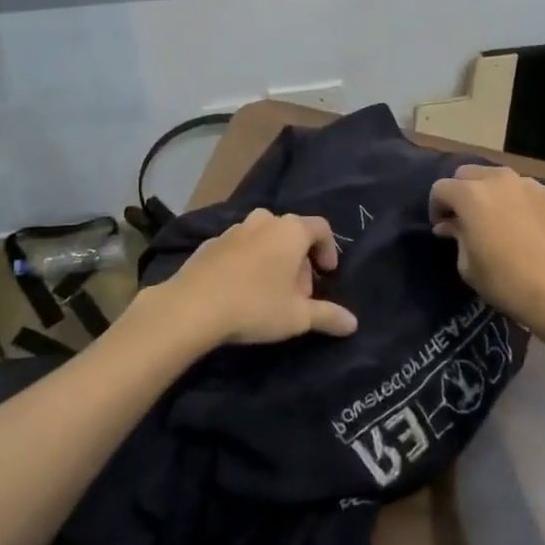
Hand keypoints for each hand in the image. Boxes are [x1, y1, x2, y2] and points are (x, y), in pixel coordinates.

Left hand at [158, 209, 358, 346]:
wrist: (191, 307)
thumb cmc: (255, 305)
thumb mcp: (298, 317)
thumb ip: (328, 316)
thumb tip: (353, 324)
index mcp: (290, 230)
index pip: (321, 228)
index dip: (329, 249)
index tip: (327, 274)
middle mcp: (264, 220)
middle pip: (292, 234)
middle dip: (300, 261)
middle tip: (299, 293)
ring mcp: (234, 229)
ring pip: (264, 239)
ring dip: (273, 260)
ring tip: (270, 292)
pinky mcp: (210, 243)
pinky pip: (240, 248)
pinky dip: (248, 262)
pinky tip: (241, 291)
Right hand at [429, 165, 544, 331]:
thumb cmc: (508, 282)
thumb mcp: (469, 266)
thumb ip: (457, 237)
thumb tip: (451, 226)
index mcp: (471, 195)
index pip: (441, 188)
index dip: (436, 207)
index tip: (442, 228)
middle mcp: (499, 180)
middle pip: (469, 174)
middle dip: (462, 193)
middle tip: (467, 220)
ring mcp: (531, 185)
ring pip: (501, 180)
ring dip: (493, 195)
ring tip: (500, 221)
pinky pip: (529, 193)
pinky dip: (521, 203)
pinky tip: (530, 229)